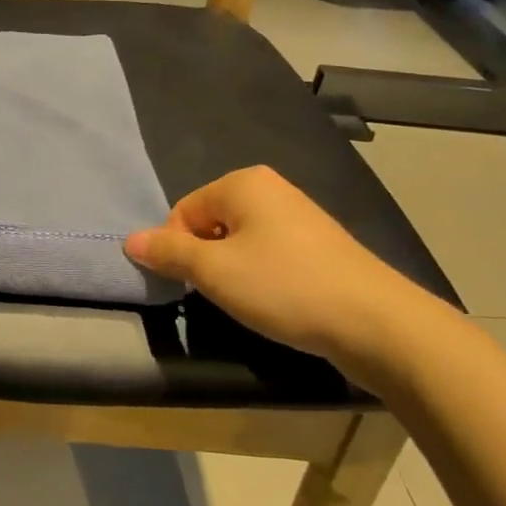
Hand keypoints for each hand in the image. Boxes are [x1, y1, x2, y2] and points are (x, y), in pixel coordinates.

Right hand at [124, 166, 445, 365]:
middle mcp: (271, 189)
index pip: (183, 211)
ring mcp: (300, 216)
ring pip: (240, 241)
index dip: (176, 249)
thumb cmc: (284, 287)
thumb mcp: (214, 272)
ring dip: (232, 271)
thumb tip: (129, 241)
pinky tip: (275, 301)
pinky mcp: (321, 245)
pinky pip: (270, 253)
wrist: (375, 322)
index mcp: (243, 183)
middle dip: (205, 259)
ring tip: (248, 301)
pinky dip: (261, 276)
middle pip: (211, 223)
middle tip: (217, 294)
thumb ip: (168, 253)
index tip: (188, 284)